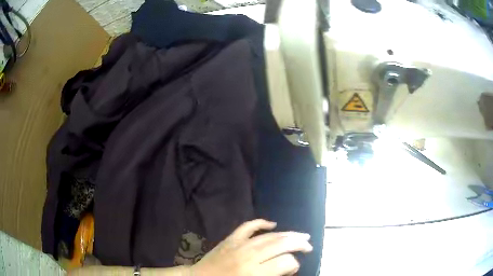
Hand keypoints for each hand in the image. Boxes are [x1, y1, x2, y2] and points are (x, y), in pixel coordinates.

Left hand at [190, 219, 312, 275]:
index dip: (294, 265)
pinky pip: (247, 226)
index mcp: (254, 272)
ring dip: (287, 234)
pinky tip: (272, 223)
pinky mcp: (230, 239)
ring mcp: (238, 245)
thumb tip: (288, 267)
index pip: (285, 262)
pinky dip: (261, 223)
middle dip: (298, 244)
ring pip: (269, 236)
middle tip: (309, 246)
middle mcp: (249, 256)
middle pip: (281, 245)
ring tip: (301, 235)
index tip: (294, 268)